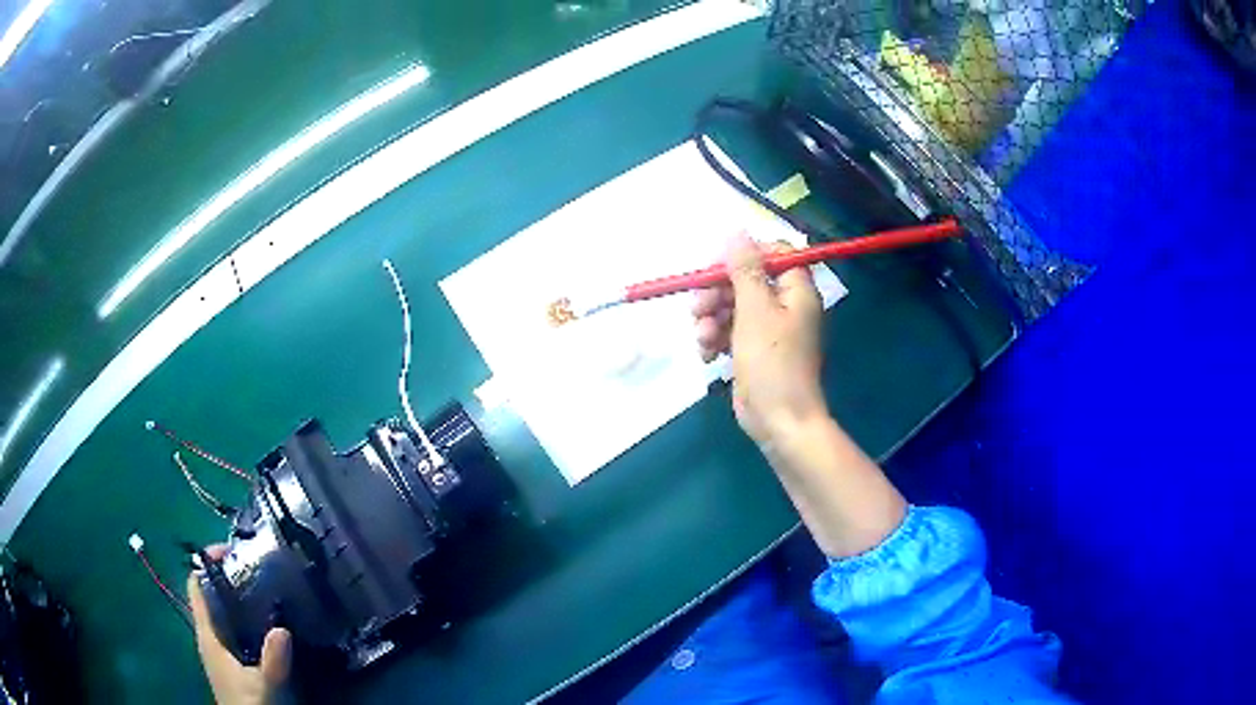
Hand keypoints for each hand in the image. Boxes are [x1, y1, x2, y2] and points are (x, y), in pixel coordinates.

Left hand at [188, 546, 291, 704]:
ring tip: (261, 585)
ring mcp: (218, 647)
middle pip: (209, 594)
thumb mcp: (263, 686)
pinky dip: (242, 614)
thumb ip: (272, 661)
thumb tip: (283, 629)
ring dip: (235, 596)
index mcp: (207, 635)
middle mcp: (209, 635)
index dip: (206, 563)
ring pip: (220, 610)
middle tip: (253, 565)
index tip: (230, 551)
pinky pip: (231, 625)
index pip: (196, 587)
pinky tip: (264, 619)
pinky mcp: (230, 659)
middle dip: (226, 576)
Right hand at [693, 234, 826, 450]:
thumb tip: (737, 231)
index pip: (773, 253)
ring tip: (703, 338)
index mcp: (796, 290)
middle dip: (717, 292)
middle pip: (745, 279)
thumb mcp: (755, 310)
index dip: (743, 256)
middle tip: (698, 306)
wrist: (779, 420)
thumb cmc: (772, 362)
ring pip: (731, 306)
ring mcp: (767, 329)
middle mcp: (784, 304)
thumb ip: (744, 269)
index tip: (717, 267)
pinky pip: (728, 331)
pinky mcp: (752, 350)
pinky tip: (706, 355)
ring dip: (711, 318)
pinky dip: (715, 339)